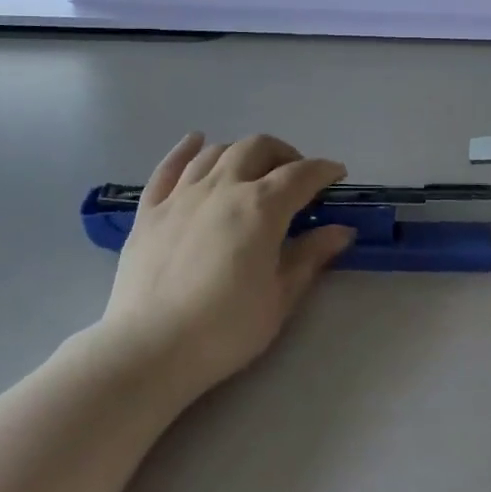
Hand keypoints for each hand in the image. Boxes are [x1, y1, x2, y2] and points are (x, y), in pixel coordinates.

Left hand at [99, 133, 354, 396]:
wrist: (150, 348)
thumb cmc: (225, 329)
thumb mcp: (280, 297)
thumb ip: (310, 256)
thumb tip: (341, 230)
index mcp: (260, 207)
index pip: (301, 175)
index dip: (324, 170)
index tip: (337, 176)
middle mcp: (222, 187)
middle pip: (257, 148)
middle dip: (284, 154)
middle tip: (295, 177)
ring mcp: (181, 194)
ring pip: (217, 152)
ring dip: (242, 152)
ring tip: (253, 169)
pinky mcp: (149, 210)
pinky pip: (169, 166)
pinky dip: (186, 149)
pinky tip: (196, 142)